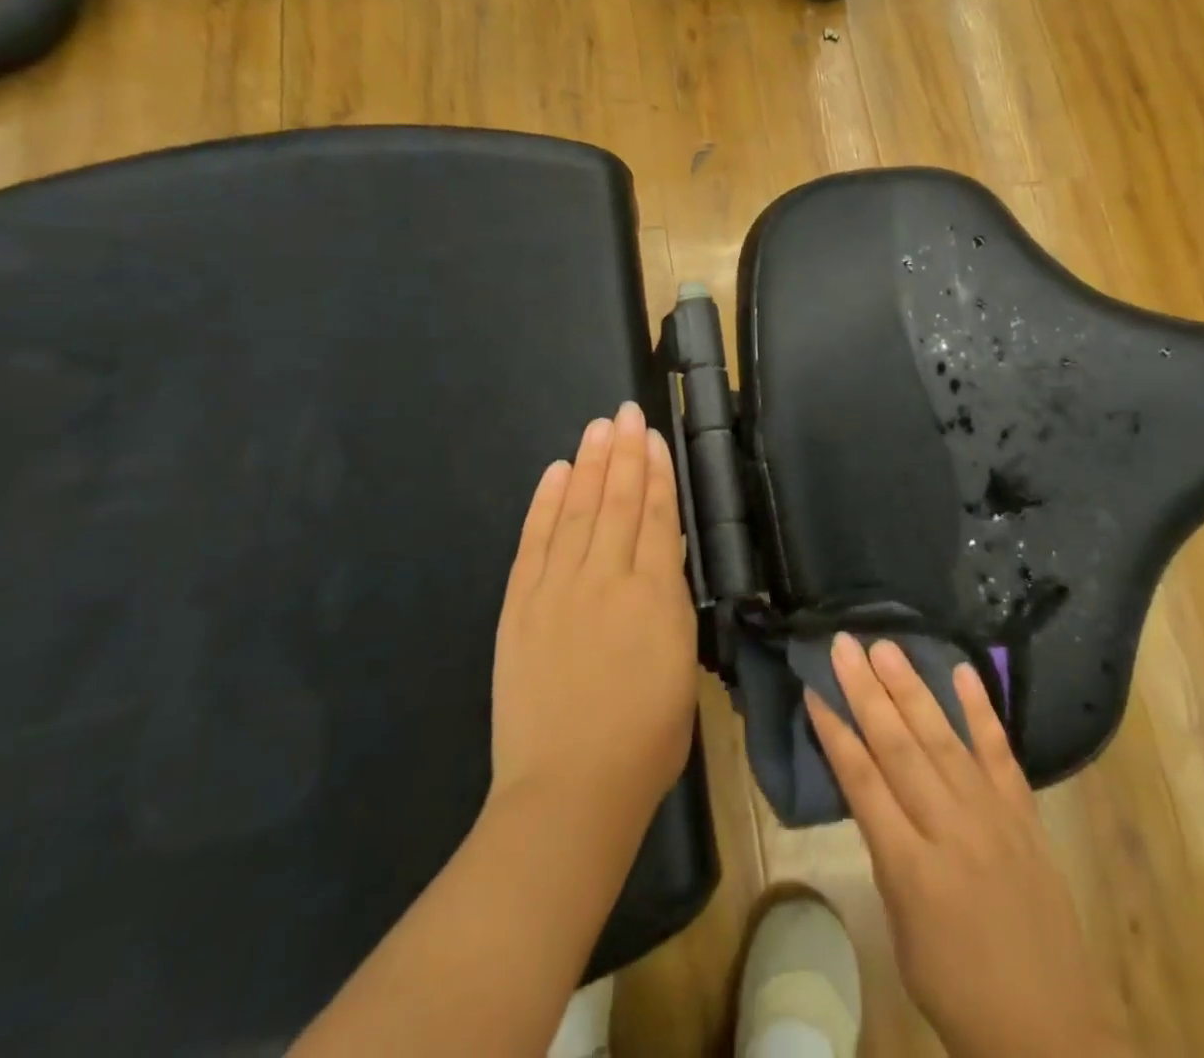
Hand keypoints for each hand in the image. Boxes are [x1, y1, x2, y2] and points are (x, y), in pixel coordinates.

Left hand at [490, 402, 697, 834]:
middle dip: (623, 453)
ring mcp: (557, 589)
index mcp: (654, 594)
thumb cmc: (646, 738)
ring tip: (596, 429)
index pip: (655, 516)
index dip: (655, 473)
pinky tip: (555, 474)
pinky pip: (534, 542)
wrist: (569, 790)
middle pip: (616, 502)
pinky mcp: (521, 606)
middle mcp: (606, 578)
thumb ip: (670, 600)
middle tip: (624, 412)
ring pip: (576, 511)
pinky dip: (545, 504)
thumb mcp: (682, 663)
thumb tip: (663, 553)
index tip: (652, 437)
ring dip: (587, 465)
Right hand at [808, 634, 1126, 1057]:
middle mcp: (950, 830)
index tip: (814, 690)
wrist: (1051, 1028)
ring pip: (943, 738)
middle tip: (845, 644)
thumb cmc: (959, 989)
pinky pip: (999, 752)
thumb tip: (874, 792)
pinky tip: (961, 671)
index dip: (835, 734)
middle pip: (899, 747)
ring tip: (886, 647)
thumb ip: (888, 855)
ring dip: (911, 688)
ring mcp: (992, 816)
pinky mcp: (1024, 813)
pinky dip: (981, 709)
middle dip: (867, 692)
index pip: (863, 784)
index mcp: (911, 869)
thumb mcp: (902, 932)